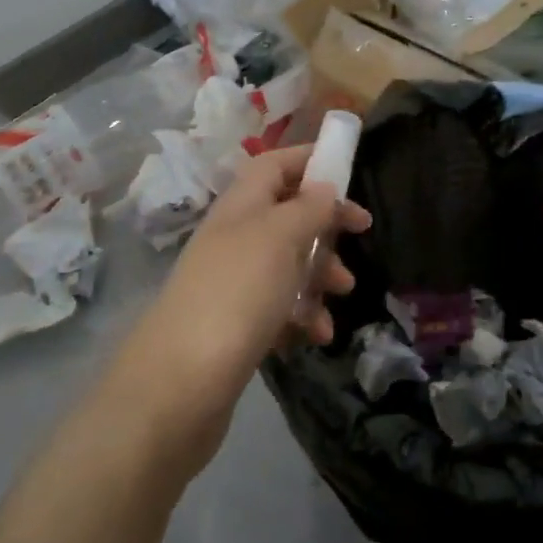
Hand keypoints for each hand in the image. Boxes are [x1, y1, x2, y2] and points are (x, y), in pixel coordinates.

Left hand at [106, 144, 369, 475]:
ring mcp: (233, 282)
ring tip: (343, 293)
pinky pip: (279, 307)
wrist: (181, 383)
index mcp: (241, 206)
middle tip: (361, 235)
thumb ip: (308, 207)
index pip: (274, 165)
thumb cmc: (238, 293)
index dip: (309, 159)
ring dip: (320, 274)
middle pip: (287, 214)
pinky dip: (303, 315)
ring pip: (288, 263)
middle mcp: (234, 237)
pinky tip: (317, 335)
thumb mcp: (280, 237)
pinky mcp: (236, 324)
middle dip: (326, 225)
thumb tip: (324, 186)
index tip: (349, 169)